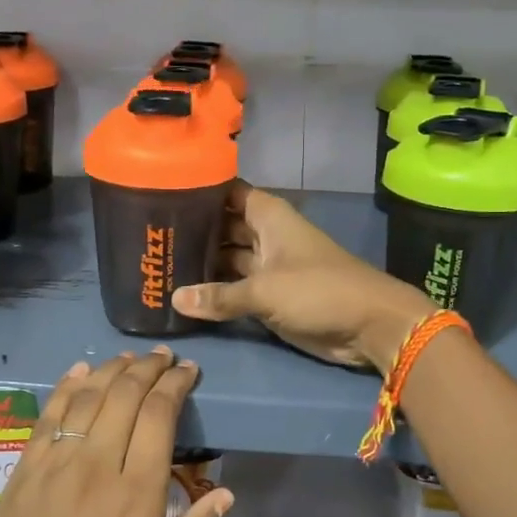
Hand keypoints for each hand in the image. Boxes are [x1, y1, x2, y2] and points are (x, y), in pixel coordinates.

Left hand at [0, 349, 231, 516]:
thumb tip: (224, 493)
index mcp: (136, 499)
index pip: (160, 416)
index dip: (176, 384)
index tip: (189, 370)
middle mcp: (95, 470)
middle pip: (124, 396)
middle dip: (148, 369)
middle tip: (164, 358)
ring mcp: (52, 469)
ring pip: (86, 398)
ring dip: (111, 370)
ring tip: (130, 359)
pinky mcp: (21, 476)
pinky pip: (46, 418)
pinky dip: (64, 388)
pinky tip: (79, 372)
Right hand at [171, 182, 435, 373]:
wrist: (369, 326)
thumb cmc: (319, 290)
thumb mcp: (265, 290)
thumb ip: (219, 296)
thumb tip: (175, 300)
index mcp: (268, 216)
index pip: (226, 192)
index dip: (197, 191)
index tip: (159, 193)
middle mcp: (265, 235)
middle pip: (221, 227)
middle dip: (191, 232)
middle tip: (148, 238)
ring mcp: (267, 266)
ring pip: (226, 259)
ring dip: (200, 264)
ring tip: (156, 265)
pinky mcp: (269, 295)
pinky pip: (235, 288)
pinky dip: (214, 291)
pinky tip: (182, 295)